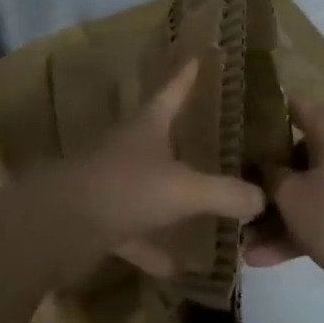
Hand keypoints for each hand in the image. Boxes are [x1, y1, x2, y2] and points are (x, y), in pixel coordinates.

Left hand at [21, 58, 265, 286]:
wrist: (59, 226)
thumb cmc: (125, 189)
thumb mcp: (184, 189)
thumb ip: (225, 193)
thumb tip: (263, 198)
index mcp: (147, 127)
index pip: (172, 91)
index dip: (188, 75)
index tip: (201, 56)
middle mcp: (129, 149)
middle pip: (160, 136)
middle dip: (185, 136)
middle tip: (216, 135)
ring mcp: (112, 184)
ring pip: (149, 185)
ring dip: (171, 196)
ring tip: (205, 206)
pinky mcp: (101, 219)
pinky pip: (135, 232)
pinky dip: (153, 247)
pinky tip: (175, 266)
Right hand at [243, 95, 323, 287]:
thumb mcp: (291, 194)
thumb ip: (268, 177)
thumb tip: (260, 167)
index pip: (291, 105)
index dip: (260, 113)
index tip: (230, 125)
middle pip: (293, 154)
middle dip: (260, 177)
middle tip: (228, 188)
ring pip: (304, 191)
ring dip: (273, 215)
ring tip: (238, 240)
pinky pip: (318, 217)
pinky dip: (294, 233)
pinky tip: (260, 258)